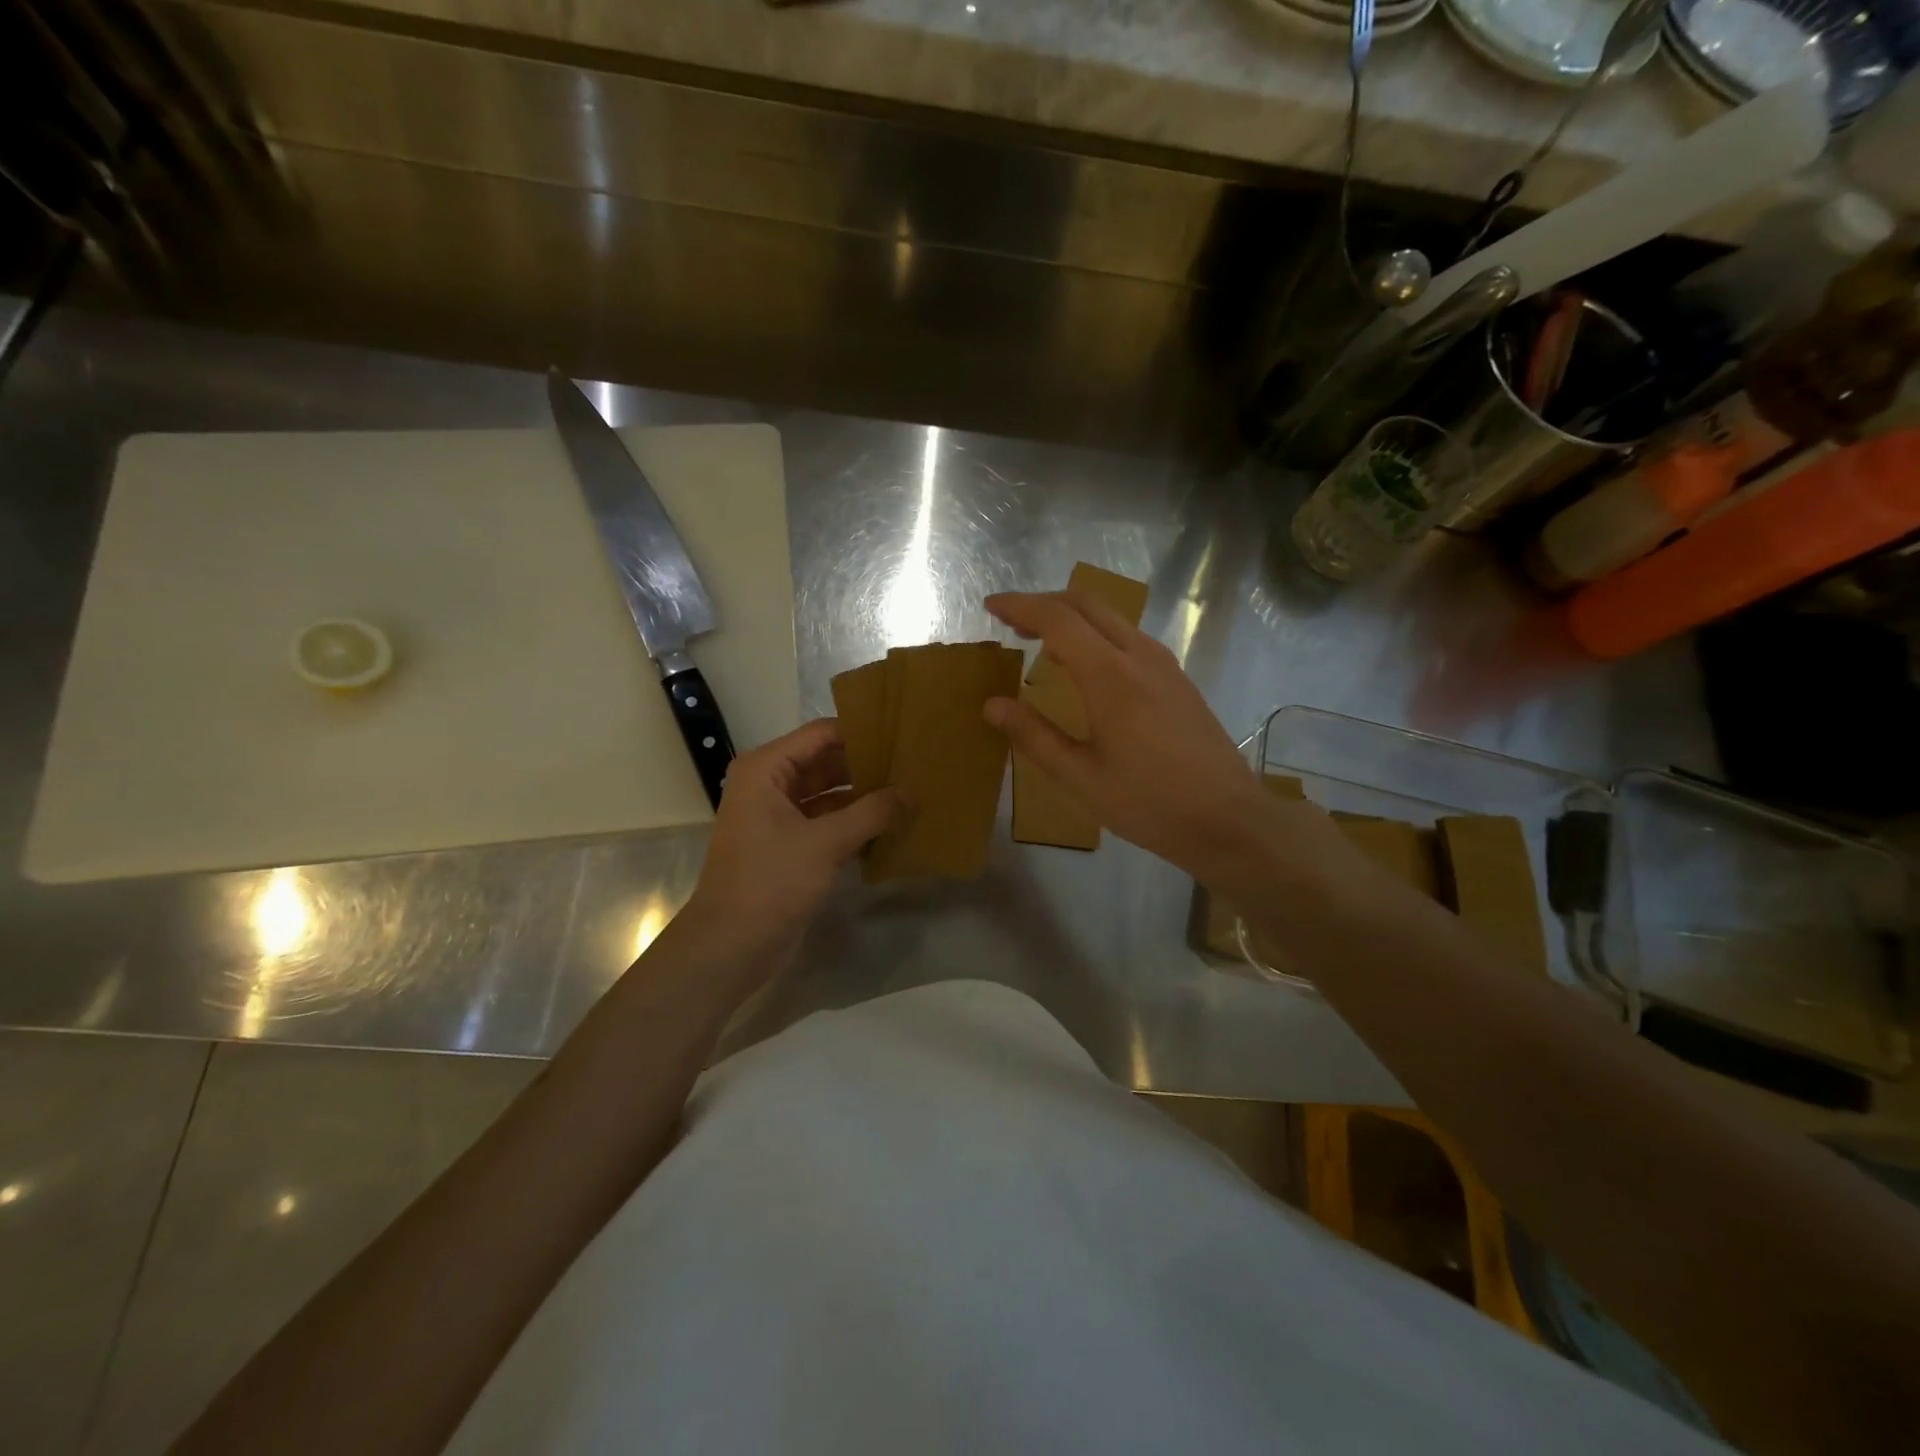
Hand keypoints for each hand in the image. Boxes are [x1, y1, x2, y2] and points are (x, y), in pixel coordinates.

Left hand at [680, 719, 904, 963]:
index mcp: (766, 769)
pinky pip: (828, 822)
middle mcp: (770, 785)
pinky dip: (855, 823)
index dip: (861, 731)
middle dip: (867, 765)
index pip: (821, 734)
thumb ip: (872, 813)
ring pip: (830, 794)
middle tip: (914, 763)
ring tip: (911, 791)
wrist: (730, 946)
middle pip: (826, 762)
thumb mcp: (826, 843)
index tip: (903, 733)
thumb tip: (911, 794)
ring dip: (864, 796)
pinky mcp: (789, 845)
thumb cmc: (771, 882)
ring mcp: (779, 816)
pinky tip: (892, 826)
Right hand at [983, 590, 1337, 883]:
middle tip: (1011, 619)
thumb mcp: (1081, 778)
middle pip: (1087, 604)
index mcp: (1111, 676)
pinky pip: (1129, 637)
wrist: (1228, 819)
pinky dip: (1097, 634)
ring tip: (1042, 639)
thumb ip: (1035, 736)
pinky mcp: (1178, 679)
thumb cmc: (1150, 803)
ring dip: (1073, 616)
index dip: (1020, 606)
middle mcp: (1140, 656)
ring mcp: (1165, 665)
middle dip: (1044, 603)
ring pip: (1112, 617)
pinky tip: (1087, 665)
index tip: (991, 606)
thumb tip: (993, 705)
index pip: (1058, 619)